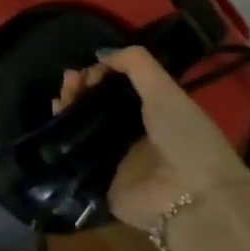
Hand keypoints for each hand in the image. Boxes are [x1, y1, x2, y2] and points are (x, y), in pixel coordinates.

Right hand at [53, 46, 249, 230]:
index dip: (101, 74)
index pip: (117, 87)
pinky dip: (61, 136)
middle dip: (80, 88)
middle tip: (70, 80)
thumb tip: (100, 55)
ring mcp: (114, 158)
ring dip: (69, 107)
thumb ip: (136, 64)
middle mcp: (131, 133)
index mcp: (152, 112)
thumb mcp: (165, 91)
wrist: (193, 196)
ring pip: (81, 126)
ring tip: (61, 96)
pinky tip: (56, 118)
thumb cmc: (184, 137)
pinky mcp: (99, 180)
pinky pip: (74, 155)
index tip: (91, 71)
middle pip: (96, 104)